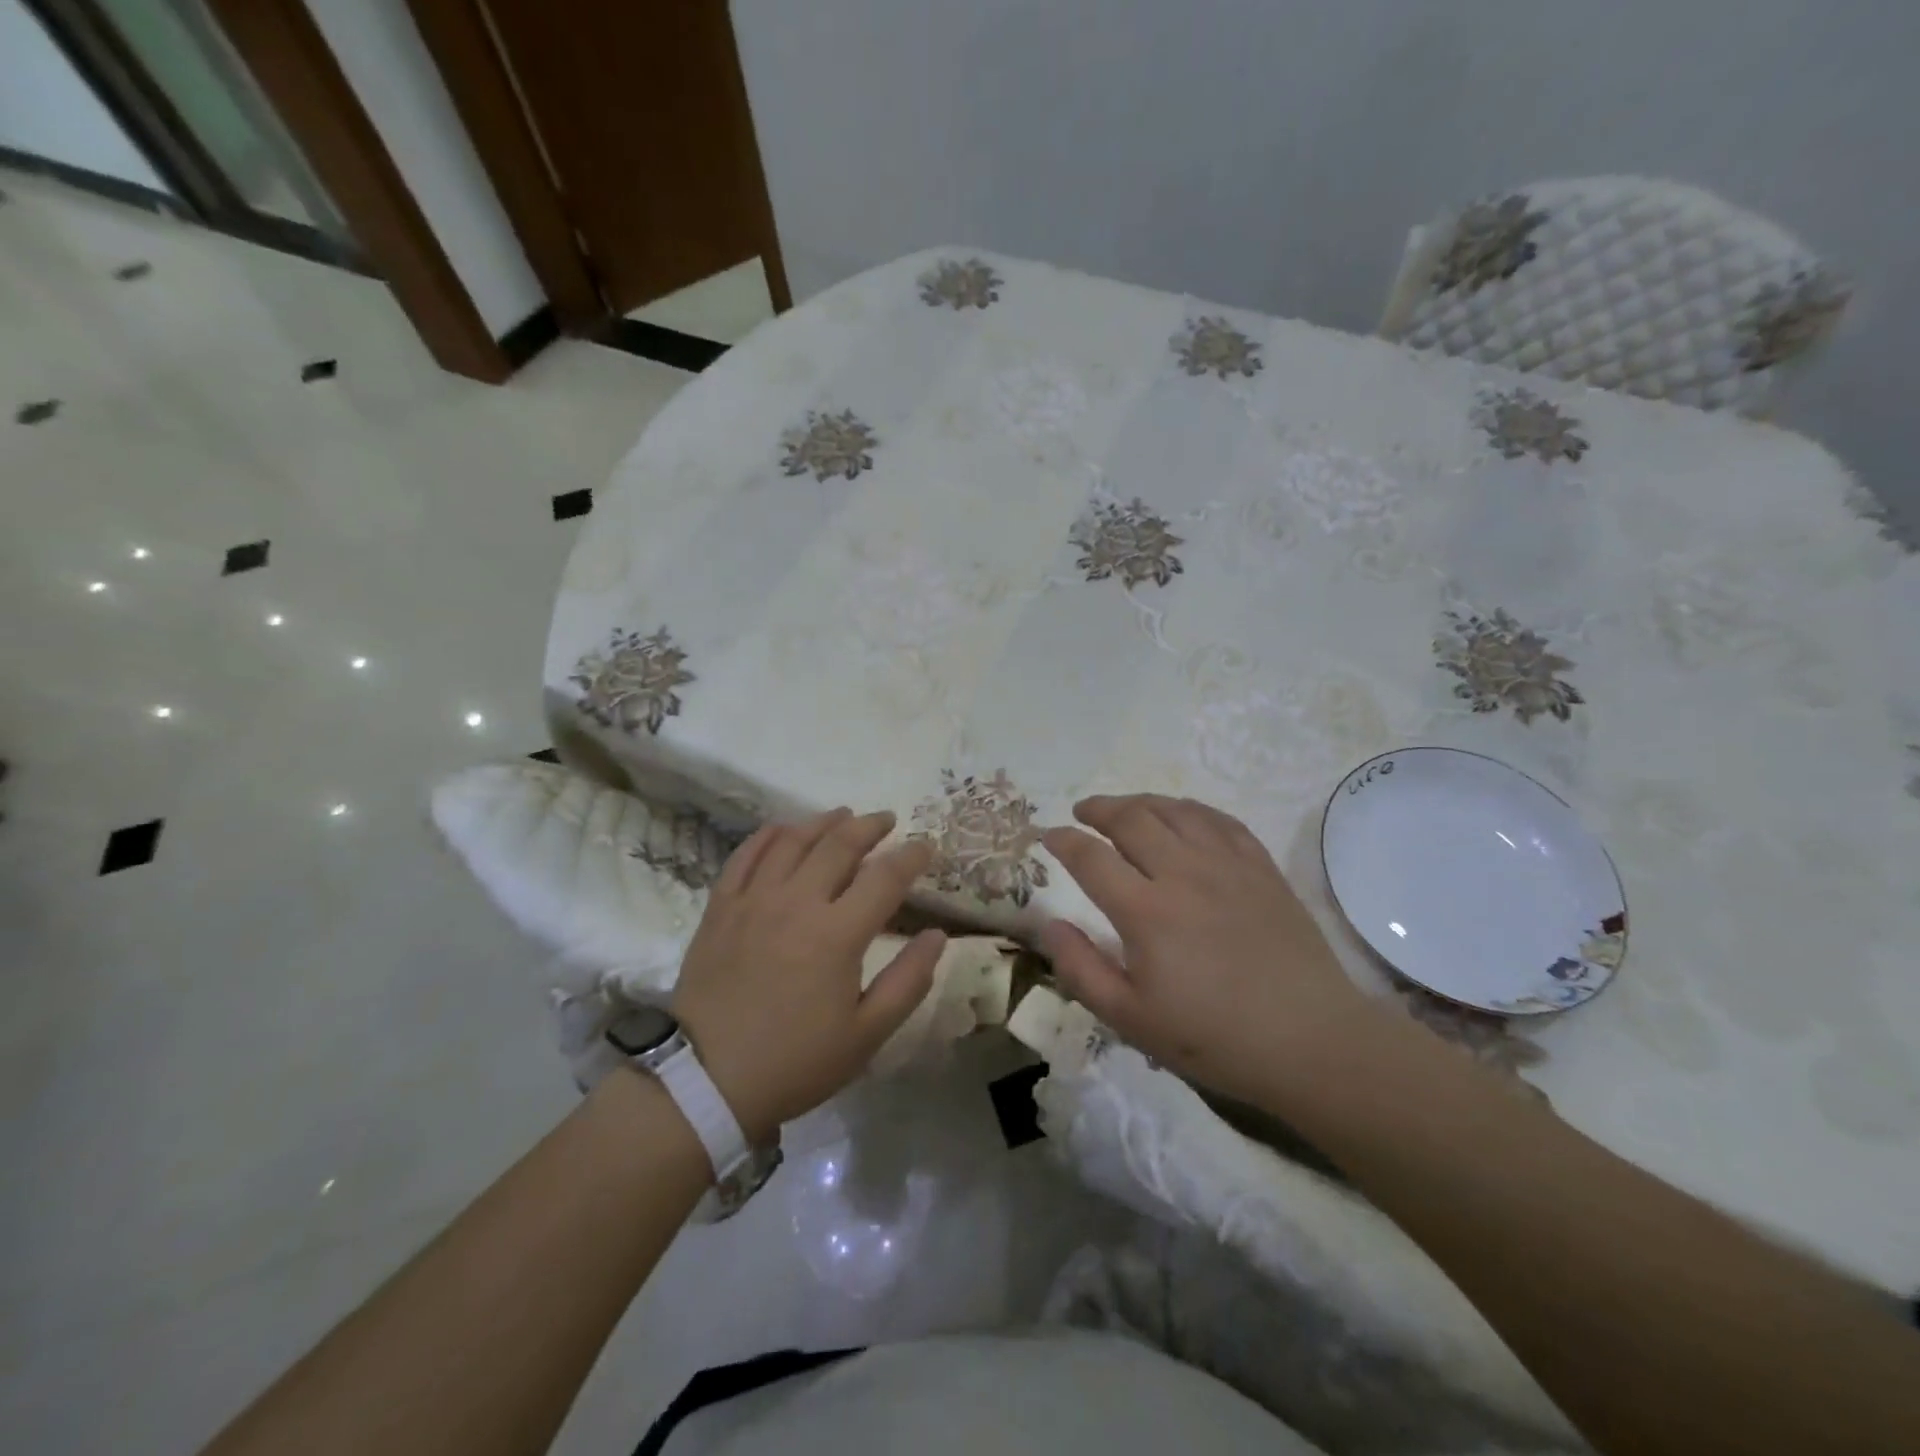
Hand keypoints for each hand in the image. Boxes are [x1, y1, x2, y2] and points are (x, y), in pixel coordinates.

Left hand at [671, 809, 942, 1143]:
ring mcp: (754, 900)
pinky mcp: (721, 907)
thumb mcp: (866, 1035)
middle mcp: (797, 902)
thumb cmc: (796, 1062)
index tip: (926, 846)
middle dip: (870, 827)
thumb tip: (936, 935)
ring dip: (823, 822)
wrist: (707, 1081)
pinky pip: (746, 855)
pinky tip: (783, 830)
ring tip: (842, 815)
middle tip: (887, 820)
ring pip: (792, 841)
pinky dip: (769, 836)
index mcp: (838, 934)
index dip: (912, 856)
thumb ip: (908, 981)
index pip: (886, 877)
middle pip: (839, 845)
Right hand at [1041, 795, 1375, 1102]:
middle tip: (1083, 811)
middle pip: (1132, 819)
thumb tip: (1048, 925)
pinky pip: (1220, 820)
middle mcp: (1183, 873)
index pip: (1091, 857)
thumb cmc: (1214, 1037)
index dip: (1063, 841)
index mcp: (1145, 911)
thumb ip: (1081, 970)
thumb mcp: (1131, 1019)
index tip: (1049, 835)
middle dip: (1099, 808)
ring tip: (1125, 808)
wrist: (1311, 1041)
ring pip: (1175, 811)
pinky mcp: (1261, 868)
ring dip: (1141, 802)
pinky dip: (1191, 809)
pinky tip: (1182, 815)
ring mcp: (1227, 865)